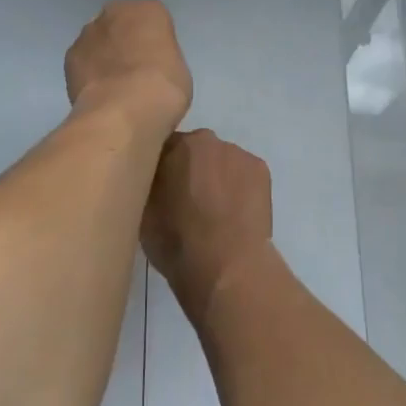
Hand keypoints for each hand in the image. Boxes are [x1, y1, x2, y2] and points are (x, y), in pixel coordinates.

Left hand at [64, 0, 192, 134]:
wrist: (123, 111)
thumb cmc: (163, 88)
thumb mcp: (179, 70)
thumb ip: (161, 58)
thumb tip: (149, 68)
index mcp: (149, 10)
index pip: (153, 20)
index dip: (155, 43)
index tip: (158, 64)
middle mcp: (115, 12)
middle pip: (121, 25)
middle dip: (126, 43)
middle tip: (136, 74)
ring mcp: (88, 33)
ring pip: (99, 42)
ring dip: (104, 58)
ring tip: (116, 90)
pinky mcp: (70, 57)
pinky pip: (83, 62)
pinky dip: (89, 75)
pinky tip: (100, 96)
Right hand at [143, 130, 273, 315]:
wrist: (226, 266)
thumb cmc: (176, 240)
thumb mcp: (143, 211)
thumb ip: (147, 183)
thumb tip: (154, 178)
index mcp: (174, 145)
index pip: (163, 148)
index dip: (161, 169)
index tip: (159, 190)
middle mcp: (208, 140)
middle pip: (195, 152)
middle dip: (190, 170)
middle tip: (186, 203)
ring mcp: (238, 154)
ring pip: (222, 162)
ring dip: (216, 179)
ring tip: (215, 214)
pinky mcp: (261, 171)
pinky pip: (243, 174)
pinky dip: (239, 189)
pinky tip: (236, 214)